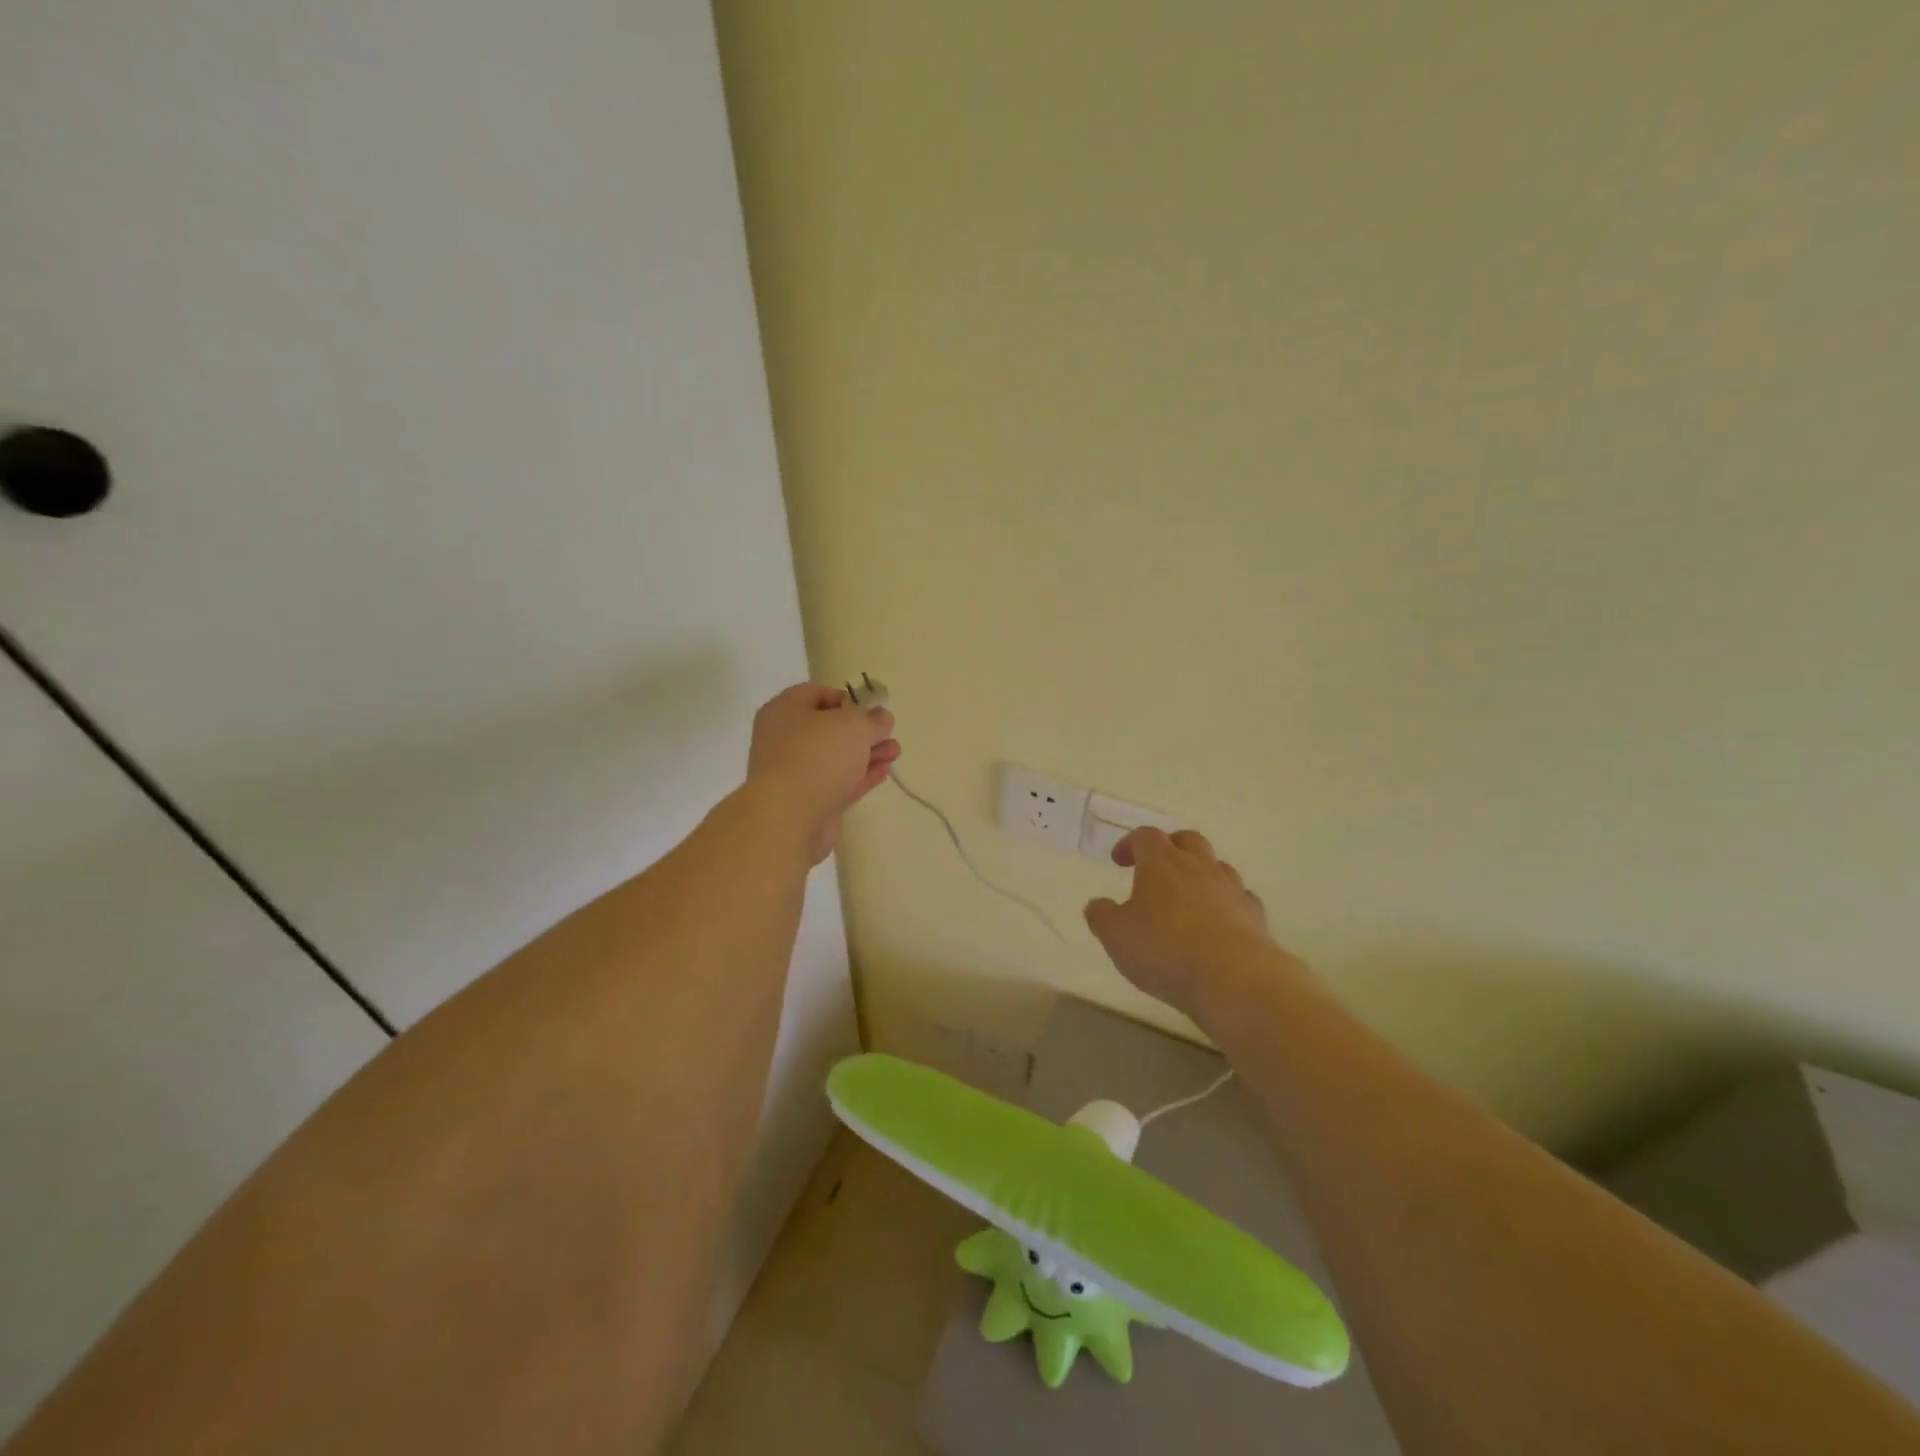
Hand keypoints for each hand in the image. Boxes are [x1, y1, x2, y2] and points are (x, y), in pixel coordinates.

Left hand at [747, 683, 899, 861]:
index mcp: (784, 711)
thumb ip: (873, 719)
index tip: (871, 708)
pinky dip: (860, 776)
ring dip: (866, 754)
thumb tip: (881, 717)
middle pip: (828, 728)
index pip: (816, 693)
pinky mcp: (807, 802)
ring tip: (895, 752)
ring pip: (835, 757)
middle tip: (888, 732)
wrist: (789, 818)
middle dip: (862, 730)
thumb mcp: (854, 726)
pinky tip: (884, 771)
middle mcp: (784, 739)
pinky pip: (837, 782)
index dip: (846, 697)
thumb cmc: (818, 756)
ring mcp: (794, 773)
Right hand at [1084, 828, 1285, 1020]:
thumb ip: (1102, 916)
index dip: (1129, 843)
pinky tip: (1219, 924)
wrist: (1234, 979)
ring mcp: (1231, 889)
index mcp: (1162, 863)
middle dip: (1171, 848)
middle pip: (1188, 840)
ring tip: (1189, 898)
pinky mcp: (1255, 916)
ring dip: (1202, 874)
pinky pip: (1240, 898)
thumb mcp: (1116, 936)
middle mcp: (1199, 867)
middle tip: (1157, 869)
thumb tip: (1097, 905)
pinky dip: (1227, 904)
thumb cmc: (1165, 950)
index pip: (1145, 836)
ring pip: (1218, 867)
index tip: (1118, 860)